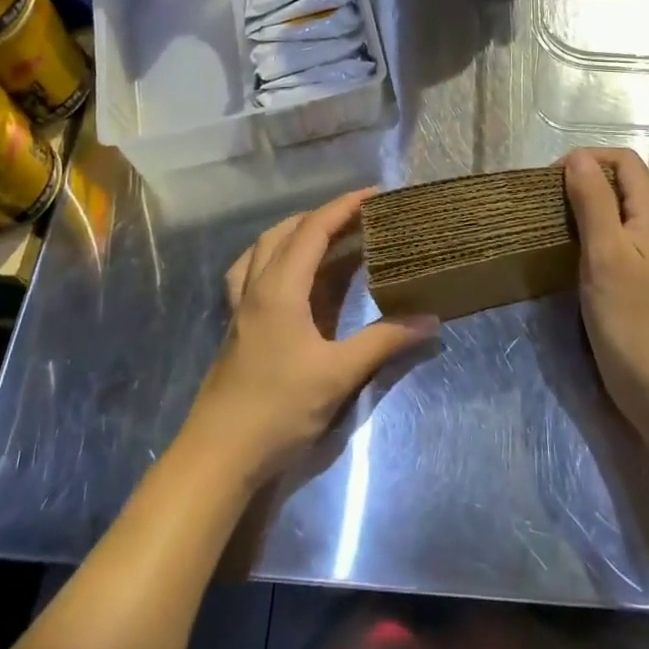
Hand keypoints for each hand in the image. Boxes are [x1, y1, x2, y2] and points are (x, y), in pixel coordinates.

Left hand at [190, 189, 438, 484]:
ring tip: (328, 235)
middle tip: (361, 217)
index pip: (313, 229)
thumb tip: (430, 318)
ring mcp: (242, 304)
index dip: (344, 206)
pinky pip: (251, 270)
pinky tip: (289, 272)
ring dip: (296, 231)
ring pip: (265, 247)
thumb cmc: (278, 409)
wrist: (218, 454)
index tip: (375, 194)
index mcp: (280, 287)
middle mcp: (256, 285)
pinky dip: (273, 256)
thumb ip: (383, 341)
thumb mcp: (338, 374)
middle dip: (324, 216)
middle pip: (287, 231)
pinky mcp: (237, 324)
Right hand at [561, 148, 648, 422]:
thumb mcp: (605, 253)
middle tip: (548, 202)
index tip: (553, 181)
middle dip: (584, 181)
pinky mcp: (641, 278)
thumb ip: (592, 201)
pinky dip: (591, 233)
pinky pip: (615, 238)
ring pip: (617, 211)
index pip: (625, 161)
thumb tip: (577, 157)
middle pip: (622, 183)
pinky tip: (570, 252)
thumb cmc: (630, 317)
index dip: (589, 159)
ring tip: (553, 223)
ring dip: (585, 207)